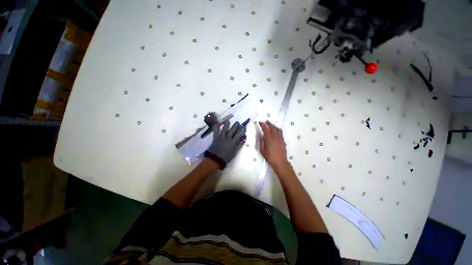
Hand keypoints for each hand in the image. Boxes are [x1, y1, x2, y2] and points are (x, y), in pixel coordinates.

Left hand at [205, 120, 245, 169]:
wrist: (216, 159)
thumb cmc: (226, 157)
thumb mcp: (235, 152)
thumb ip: (239, 145)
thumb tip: (243, 139)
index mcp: (233, 142)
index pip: (239, 134)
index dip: (242, 130)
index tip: (244, 127)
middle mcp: (227, 138)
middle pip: (232, 130)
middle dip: (235, 126)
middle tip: (237, 122)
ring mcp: (221, 137)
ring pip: (224, 129)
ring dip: (226, 124)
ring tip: (228, 120)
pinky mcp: (215, 138)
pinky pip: (215, 131)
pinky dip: (216, 127)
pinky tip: (217, 123)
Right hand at [258, 121, 288, 170]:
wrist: (280, 162)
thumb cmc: (270, 157)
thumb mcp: (262, 150)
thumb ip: (261, 141)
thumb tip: (260, 135)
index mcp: (269, 139)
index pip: (266, 129)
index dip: (263, 125)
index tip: (260, 122)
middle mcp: (275, 137)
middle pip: (272, 127)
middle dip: (269, 123)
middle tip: (265, 121)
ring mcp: (280, 139)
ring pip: (277, 129)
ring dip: (273, 125)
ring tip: (270, 124)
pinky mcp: (283, 141)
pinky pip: (280, 132)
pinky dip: (277, 129)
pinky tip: (275, 130)